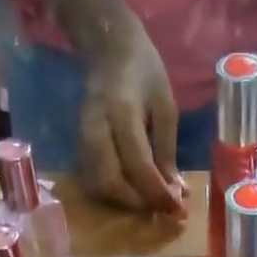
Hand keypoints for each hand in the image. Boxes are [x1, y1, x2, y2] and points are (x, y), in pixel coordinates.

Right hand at [78, 16, 187, 215]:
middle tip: (161, 207)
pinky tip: (132, 192)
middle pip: (110, 182)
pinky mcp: (78, 146)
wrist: (108, 48)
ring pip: (97, 186)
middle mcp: (96, 128)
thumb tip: (176, 192)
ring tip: (148, 202)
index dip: (158, 193)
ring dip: (124, 203)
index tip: (178, 209)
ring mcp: (82, 138)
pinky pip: (92, 181)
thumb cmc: (144, 72)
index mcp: (122, 112)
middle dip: (138, 203)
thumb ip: (167, 151)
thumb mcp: (166, 107)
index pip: (138, 165)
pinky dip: (113, 195)